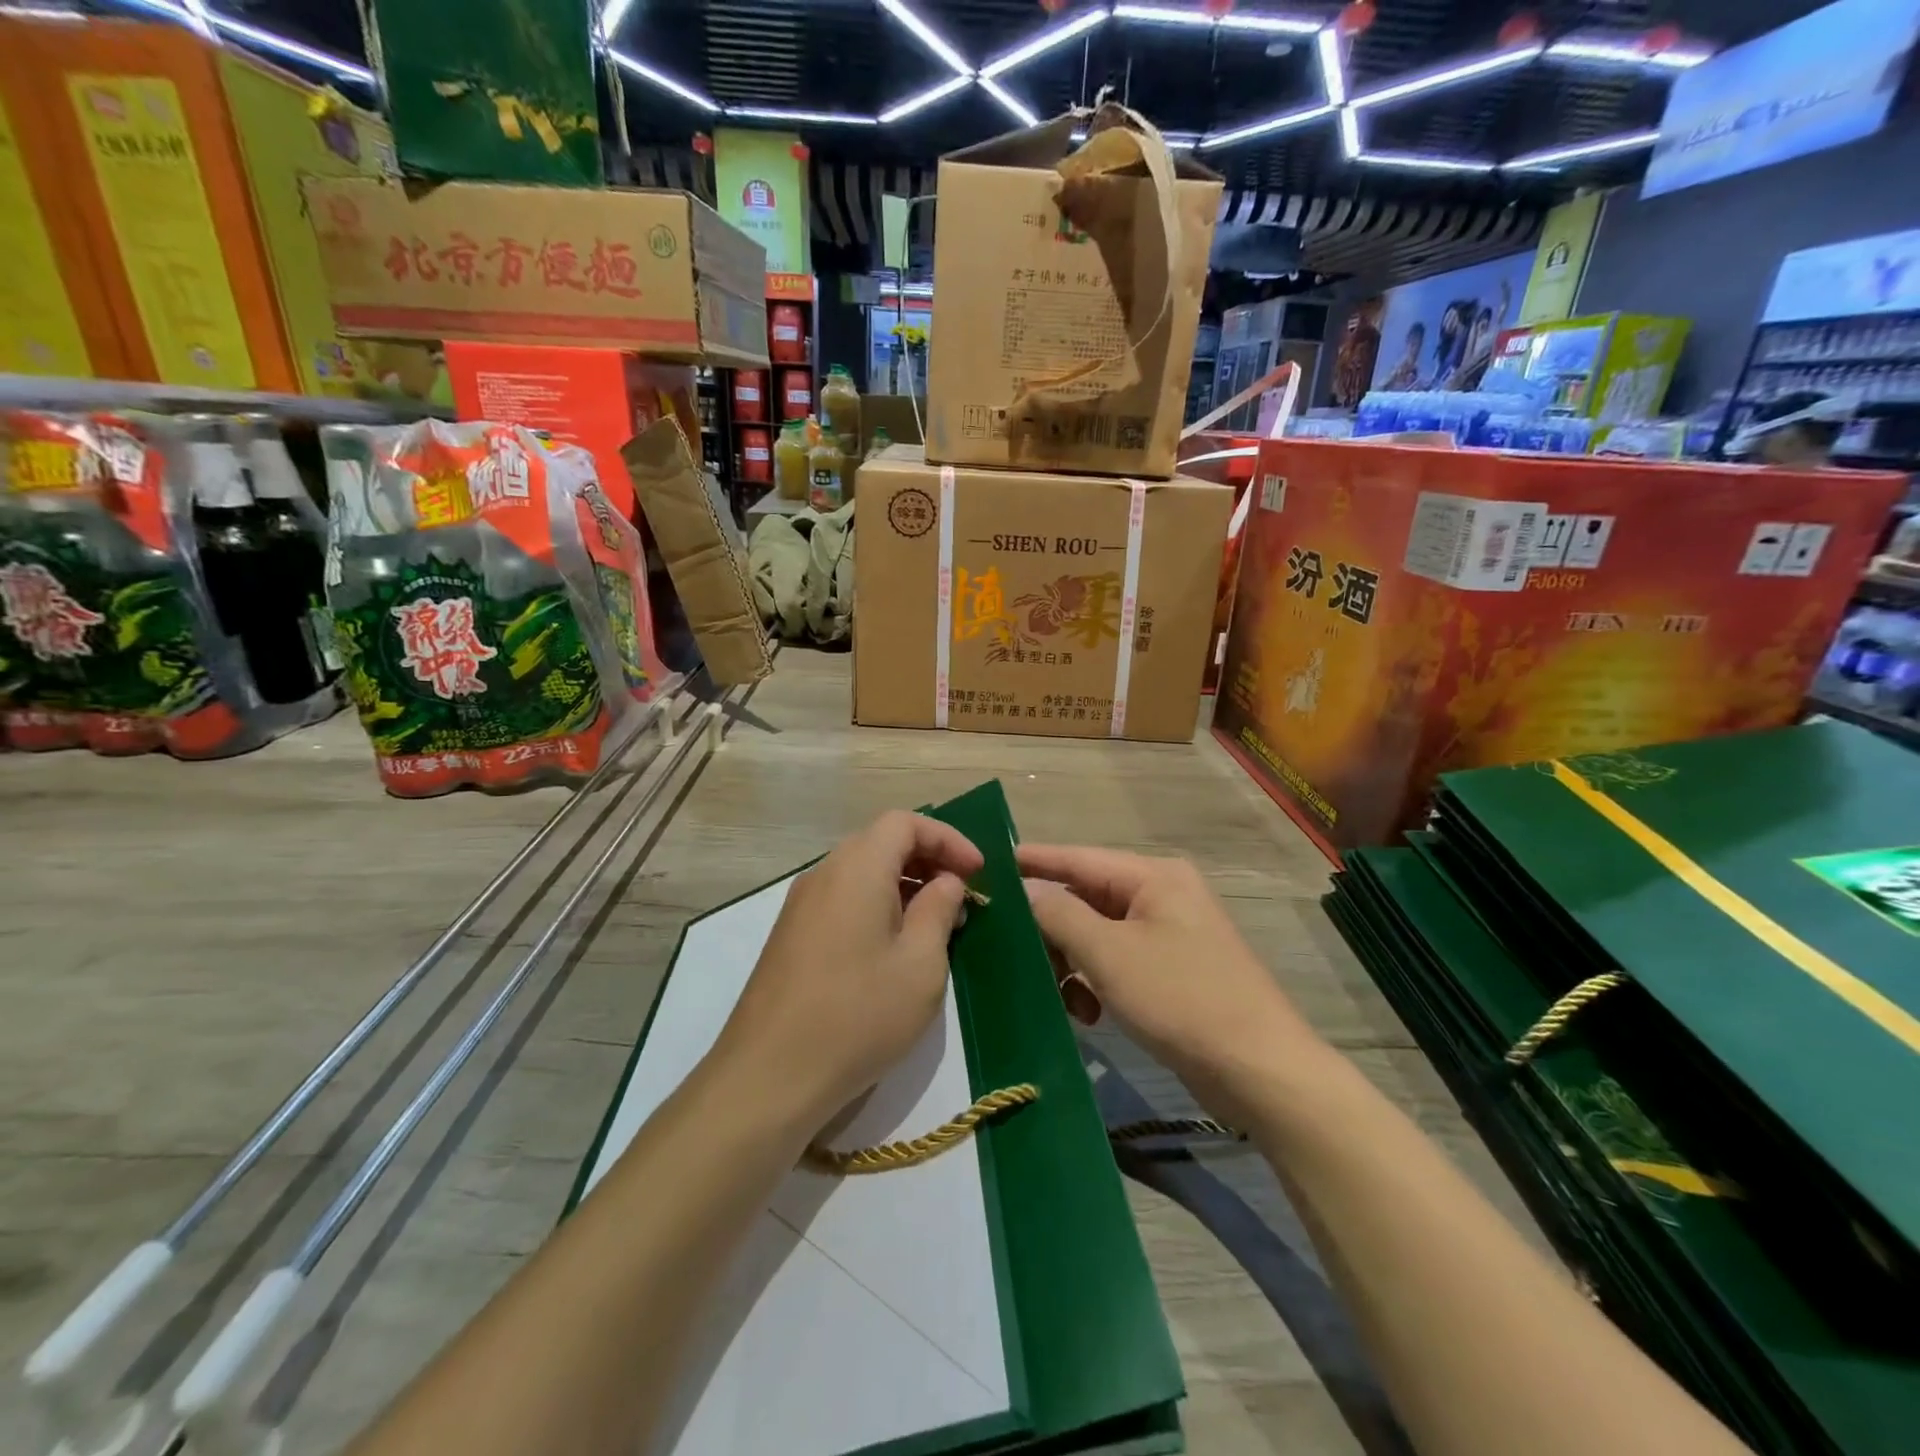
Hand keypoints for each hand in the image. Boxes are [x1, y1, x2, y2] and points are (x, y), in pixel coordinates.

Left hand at [715, 811, 984, 1132]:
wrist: (770, 1075)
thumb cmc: (859, 1014)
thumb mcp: (920, 964)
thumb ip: (939, 910)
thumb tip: (945, 882)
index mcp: (857, 868)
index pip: (905, 822)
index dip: (947, 838)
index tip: (978, 872)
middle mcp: (824, 874)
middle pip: (881, 842)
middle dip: (928, 860)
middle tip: (962, 896)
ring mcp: (801, 906)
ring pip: (861, 872)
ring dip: (904, 885)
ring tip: (936, 924)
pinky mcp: (791, 936)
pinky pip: (843, 900)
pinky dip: (877, 906)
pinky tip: (895, 948)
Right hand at [1017, 844, 1322, 1116]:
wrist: (1261, 1072)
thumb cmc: (1182, 1000)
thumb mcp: (1110, 954)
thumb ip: (1060, 914)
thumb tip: (1025, 889)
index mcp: (1153, 876)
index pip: (1078, 857)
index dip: (1033, 861)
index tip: (989, 865)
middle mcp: (1161, 894)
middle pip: (1086, 898)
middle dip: (1051, 928)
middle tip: (1015, 955)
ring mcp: (1169, 932)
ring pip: (1097, 934)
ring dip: (1071, 962)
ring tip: (1057, 996)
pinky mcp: (1171, 969)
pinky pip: (1117, 961)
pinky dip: (1096, 981)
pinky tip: (1088, 1014)